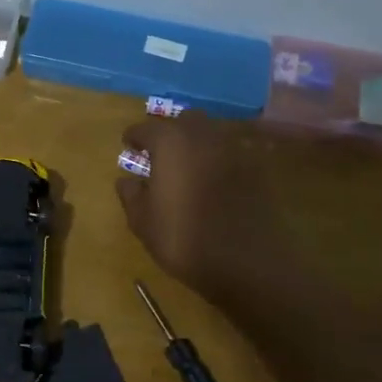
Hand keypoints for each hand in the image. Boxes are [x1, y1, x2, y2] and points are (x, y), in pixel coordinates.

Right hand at [115, 117, 288, 301]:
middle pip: (182, 121)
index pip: (145, 128)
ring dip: (195, 142)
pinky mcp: (255, 166)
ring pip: (210, 132)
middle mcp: (202, 135)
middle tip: (159, 153)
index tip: (129, 147)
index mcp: (170, 142)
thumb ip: (131, 195)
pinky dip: (217, 158)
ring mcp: (233, 148)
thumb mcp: (144, 222)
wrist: (248, 261)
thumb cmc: (184, 239)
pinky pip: (230, 152)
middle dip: (169, 132)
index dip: (134, 137)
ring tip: (187, 165)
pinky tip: (212, 179)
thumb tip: (126, 180)